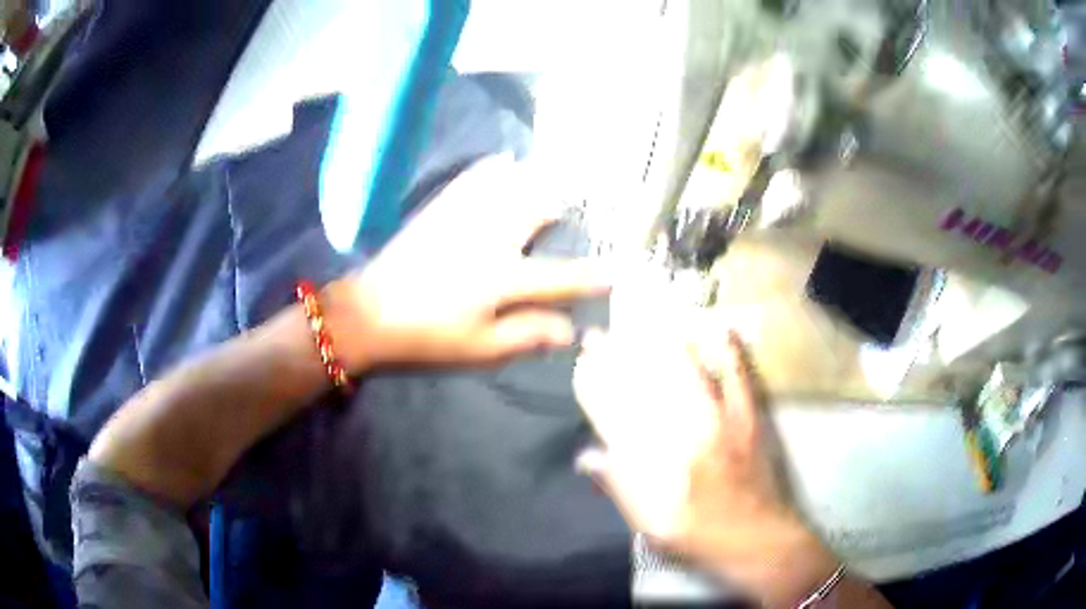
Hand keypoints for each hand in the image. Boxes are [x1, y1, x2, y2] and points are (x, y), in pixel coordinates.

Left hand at [334, 155, 609, 369]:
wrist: (369, 313)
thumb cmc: (427, 337)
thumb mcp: (480, 348)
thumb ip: (528, 335)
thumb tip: (571, 330)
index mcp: (503, 278)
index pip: (561, 276)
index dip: (593, 276)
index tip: (618, 273)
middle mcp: (490, 238)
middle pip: (540, 211)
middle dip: (563, 209)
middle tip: (573, 211)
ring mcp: (464, 218)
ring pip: (511, 185)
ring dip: (535, 181)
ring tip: (551, 177)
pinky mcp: (440, 210)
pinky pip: (473, 179)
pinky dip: (493, 169)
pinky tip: (503, 163)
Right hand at [573, 327, 838, 606]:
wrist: (755, 539)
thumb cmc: (698, 535)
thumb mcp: (648, 524)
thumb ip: (619, 487)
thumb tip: (587, 456)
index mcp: (656, 463)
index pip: (614, 413)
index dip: (594, 385)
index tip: (581, 363)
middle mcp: (684, 433)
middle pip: (645, 384)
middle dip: (618, 356)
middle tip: (600, 335)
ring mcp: (720, 421)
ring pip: (687, 372)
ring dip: (662, 344)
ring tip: (644, 322)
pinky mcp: (748, 417)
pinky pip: (739, 376)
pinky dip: (730, 351)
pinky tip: (721, 327)